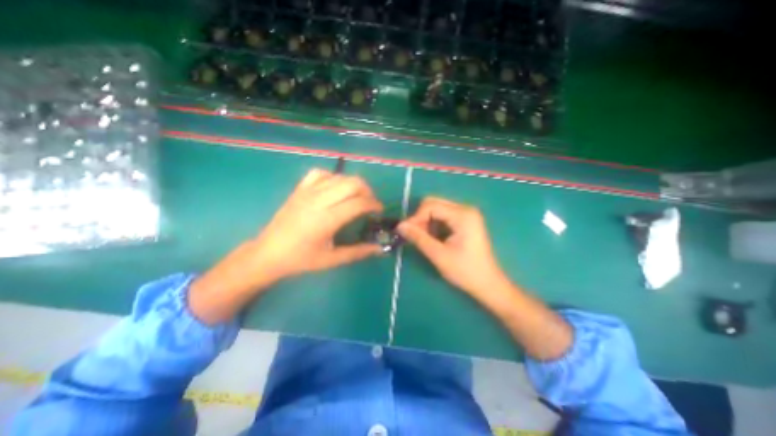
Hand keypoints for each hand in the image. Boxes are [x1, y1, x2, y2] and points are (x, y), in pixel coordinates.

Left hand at [253, 166, 382, 279]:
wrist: (268, 253)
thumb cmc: (301, 259)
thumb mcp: (332, 259)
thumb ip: (358, 252)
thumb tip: (380, 249)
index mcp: (327, 219)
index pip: (359, 202)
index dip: (374, 204)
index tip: (379, 211)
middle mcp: (319, 200)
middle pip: (353, 183)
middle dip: (368, 191)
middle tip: (369, 204)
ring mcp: (308, 192)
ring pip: (340, 176)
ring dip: (353, 184)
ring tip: (356, 197)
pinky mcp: (300, 189)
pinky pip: (321, 173)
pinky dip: (333, 177)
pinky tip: (334, 189)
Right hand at [399, 197, 567, 361]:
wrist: (488, 284)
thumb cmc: (465, 271)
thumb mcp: (439, 255)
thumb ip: (418, 238)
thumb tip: (400, 226)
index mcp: (462, 215)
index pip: (430, 206)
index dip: (415, 218)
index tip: (406, 232)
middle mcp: (465, 209)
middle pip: (434, 204)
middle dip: (420, 218)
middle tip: (414, 236)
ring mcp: (467, 215)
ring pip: (437, 210)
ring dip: (426, 222)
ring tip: (423, 239)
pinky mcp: (465, 221)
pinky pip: (443, 216)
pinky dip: (434, 225)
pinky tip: (433, 238)